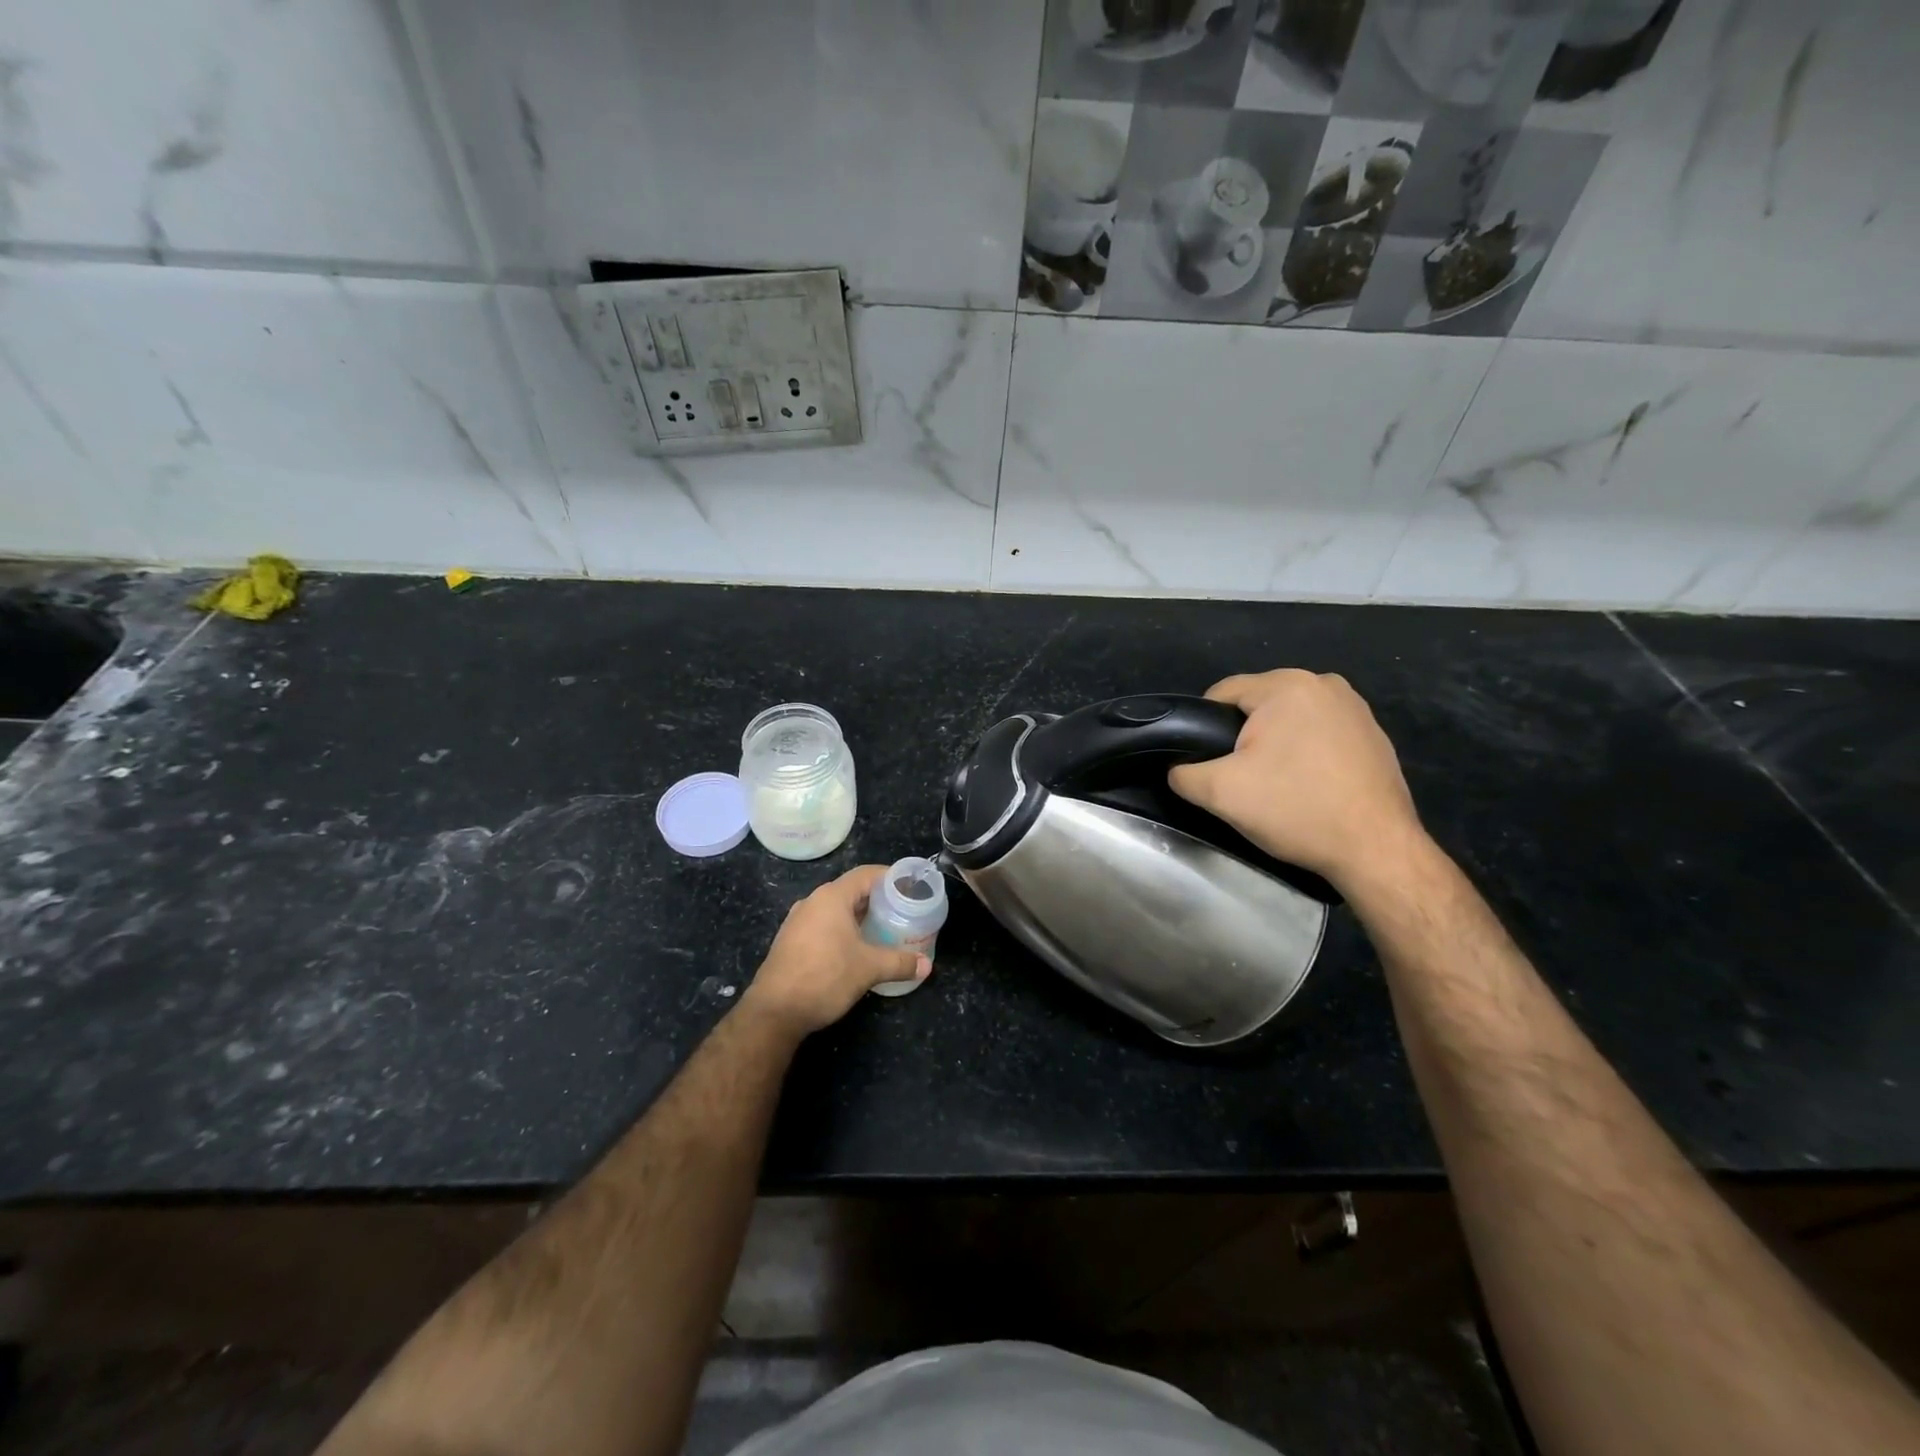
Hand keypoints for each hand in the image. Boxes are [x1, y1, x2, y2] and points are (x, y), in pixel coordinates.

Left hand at [740, 864, 929, 1037]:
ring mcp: (798, 921)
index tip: (912, 887)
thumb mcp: (869, 969)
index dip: (891, 877)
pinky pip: (823, 925)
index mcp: (831, 897)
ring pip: (836, 909)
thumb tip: (927, 966)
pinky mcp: (791, 941)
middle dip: (878, 899)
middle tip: (904, 911)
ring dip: (860, 916)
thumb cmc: (825, 978)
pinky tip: (856, 948)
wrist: (774, 1012)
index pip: (866, 874)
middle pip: (852, 890)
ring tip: (884, 929)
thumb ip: (900, 962)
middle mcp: (813, 902)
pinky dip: (843, 929)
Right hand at [1168, 669, 1425, 889]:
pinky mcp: (1374, 734)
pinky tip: (1309, 787)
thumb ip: (1184, 774)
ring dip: (1274, 746)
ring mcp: (1355, 707)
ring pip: (1289, 720)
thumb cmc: (1296, 809)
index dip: (1203, 728)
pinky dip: (1306, 754)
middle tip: (1241, 780)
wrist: (1376, 849)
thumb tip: (1178, 769)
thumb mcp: (1220, 794)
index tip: (1208, 764)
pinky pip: (1319, 734)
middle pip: (1257, 705)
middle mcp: (1324, 683)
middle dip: (1242, 738)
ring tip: (1275, 786)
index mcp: (1287, 685)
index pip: (1222, 693)